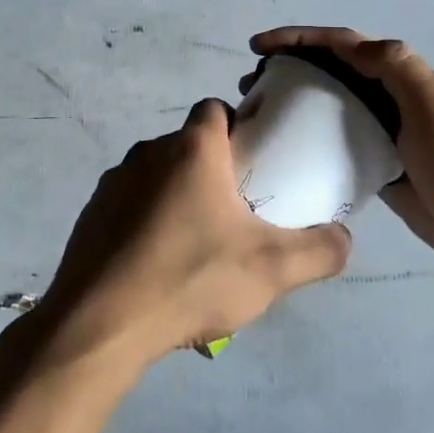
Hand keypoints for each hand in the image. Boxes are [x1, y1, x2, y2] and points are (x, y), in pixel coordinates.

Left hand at [37, 99, 351, 368]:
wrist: (101, 323)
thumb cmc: (191, 279)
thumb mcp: (272, 270)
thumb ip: (320, 250)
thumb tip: (343, 236)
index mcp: (190, 149)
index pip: (215, 109)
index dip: (239, 127)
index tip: (255, 164)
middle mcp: (147, 152)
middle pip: (188, 146)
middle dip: (213, 171)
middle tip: (235, 215)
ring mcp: (112, 182)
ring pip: (157, 177)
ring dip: (178, 198)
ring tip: (196, 248)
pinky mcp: (91, 214)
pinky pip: (129, 206)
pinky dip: (146, 223)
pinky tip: (157, 267)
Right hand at [250, 27, 433, 286]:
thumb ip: (400, 69)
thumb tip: (353, 46)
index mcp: (406, 79)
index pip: (346, 46)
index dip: (301, 39)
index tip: (260, 47)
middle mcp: (394, 101)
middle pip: (335, 73)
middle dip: (292, 68)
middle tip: (252, 85)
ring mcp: (389, 137)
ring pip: (335, 108)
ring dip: (299, 102)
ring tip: (261, 114)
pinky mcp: (384, 170)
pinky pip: (342, 146)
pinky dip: (314, 141)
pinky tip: (290, 152)